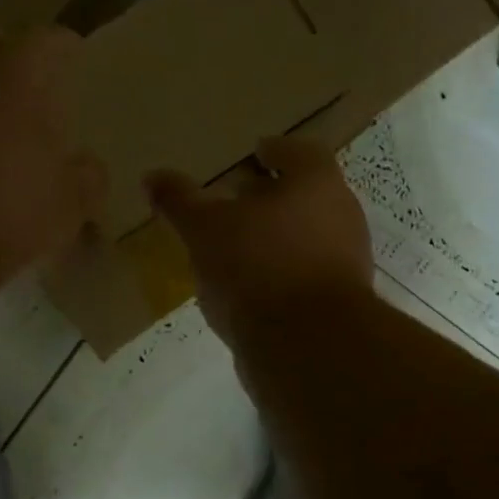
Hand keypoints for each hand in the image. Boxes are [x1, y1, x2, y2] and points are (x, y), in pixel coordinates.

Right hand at [146, 136, 374, 343]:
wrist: (307, 347)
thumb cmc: (257, 267)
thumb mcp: (204, 229)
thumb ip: (180, 200)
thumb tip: (152, 176)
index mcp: (317, 183)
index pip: (298, 152)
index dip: (274, 151)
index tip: (254, 154)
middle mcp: (341, 214)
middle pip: (305, 194)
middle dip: (271, 195)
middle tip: (236, 198)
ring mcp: (346, 260)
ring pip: (307, 234)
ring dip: (275, 235)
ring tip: (236, 244)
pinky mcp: (339, 302)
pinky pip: (305, 272)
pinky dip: (280, 270)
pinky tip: (249, 285)